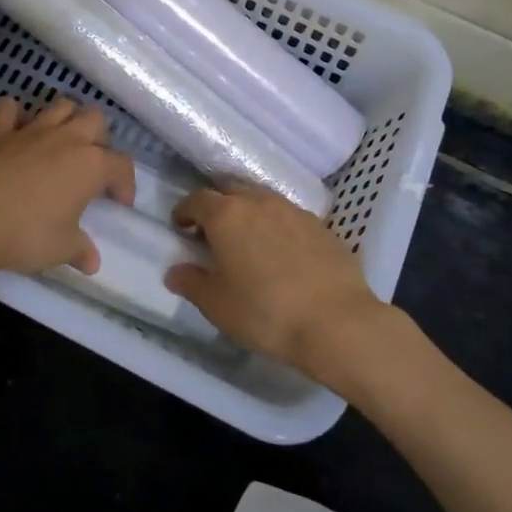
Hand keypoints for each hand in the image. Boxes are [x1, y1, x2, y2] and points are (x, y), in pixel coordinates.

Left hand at [0, 96, 135, 291]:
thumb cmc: (24, 234)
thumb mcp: (60, 249)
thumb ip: (80, 250)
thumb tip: (92, 262)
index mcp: (91, 165)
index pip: (121, 165)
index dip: (126, 184)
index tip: (119, 203)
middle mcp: (66, 139)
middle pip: (95, 119)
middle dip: (99, 138)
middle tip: (90, 166)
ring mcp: (30, 131)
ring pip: (60, 105)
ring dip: (66, 118)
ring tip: (62, 142)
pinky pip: (8, 109)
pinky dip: (14, 115)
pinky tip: (14, 129)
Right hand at [165, 183, 390, 380]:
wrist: (336, 322)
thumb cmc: (265, 311)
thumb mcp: (217, 305)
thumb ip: (191, 283)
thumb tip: (175, 271)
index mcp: (227, 215)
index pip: (197, 199)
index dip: (185, 211)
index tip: (181, 226)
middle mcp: (259, 202)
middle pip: (231, 190)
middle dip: (217, 205)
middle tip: (212, 232)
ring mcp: (294, 210)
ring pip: (262, 200)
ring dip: (249, 213)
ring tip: (248, 241)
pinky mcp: (321, 226)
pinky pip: (289, 216)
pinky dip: (277, 226)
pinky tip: (282, 253)